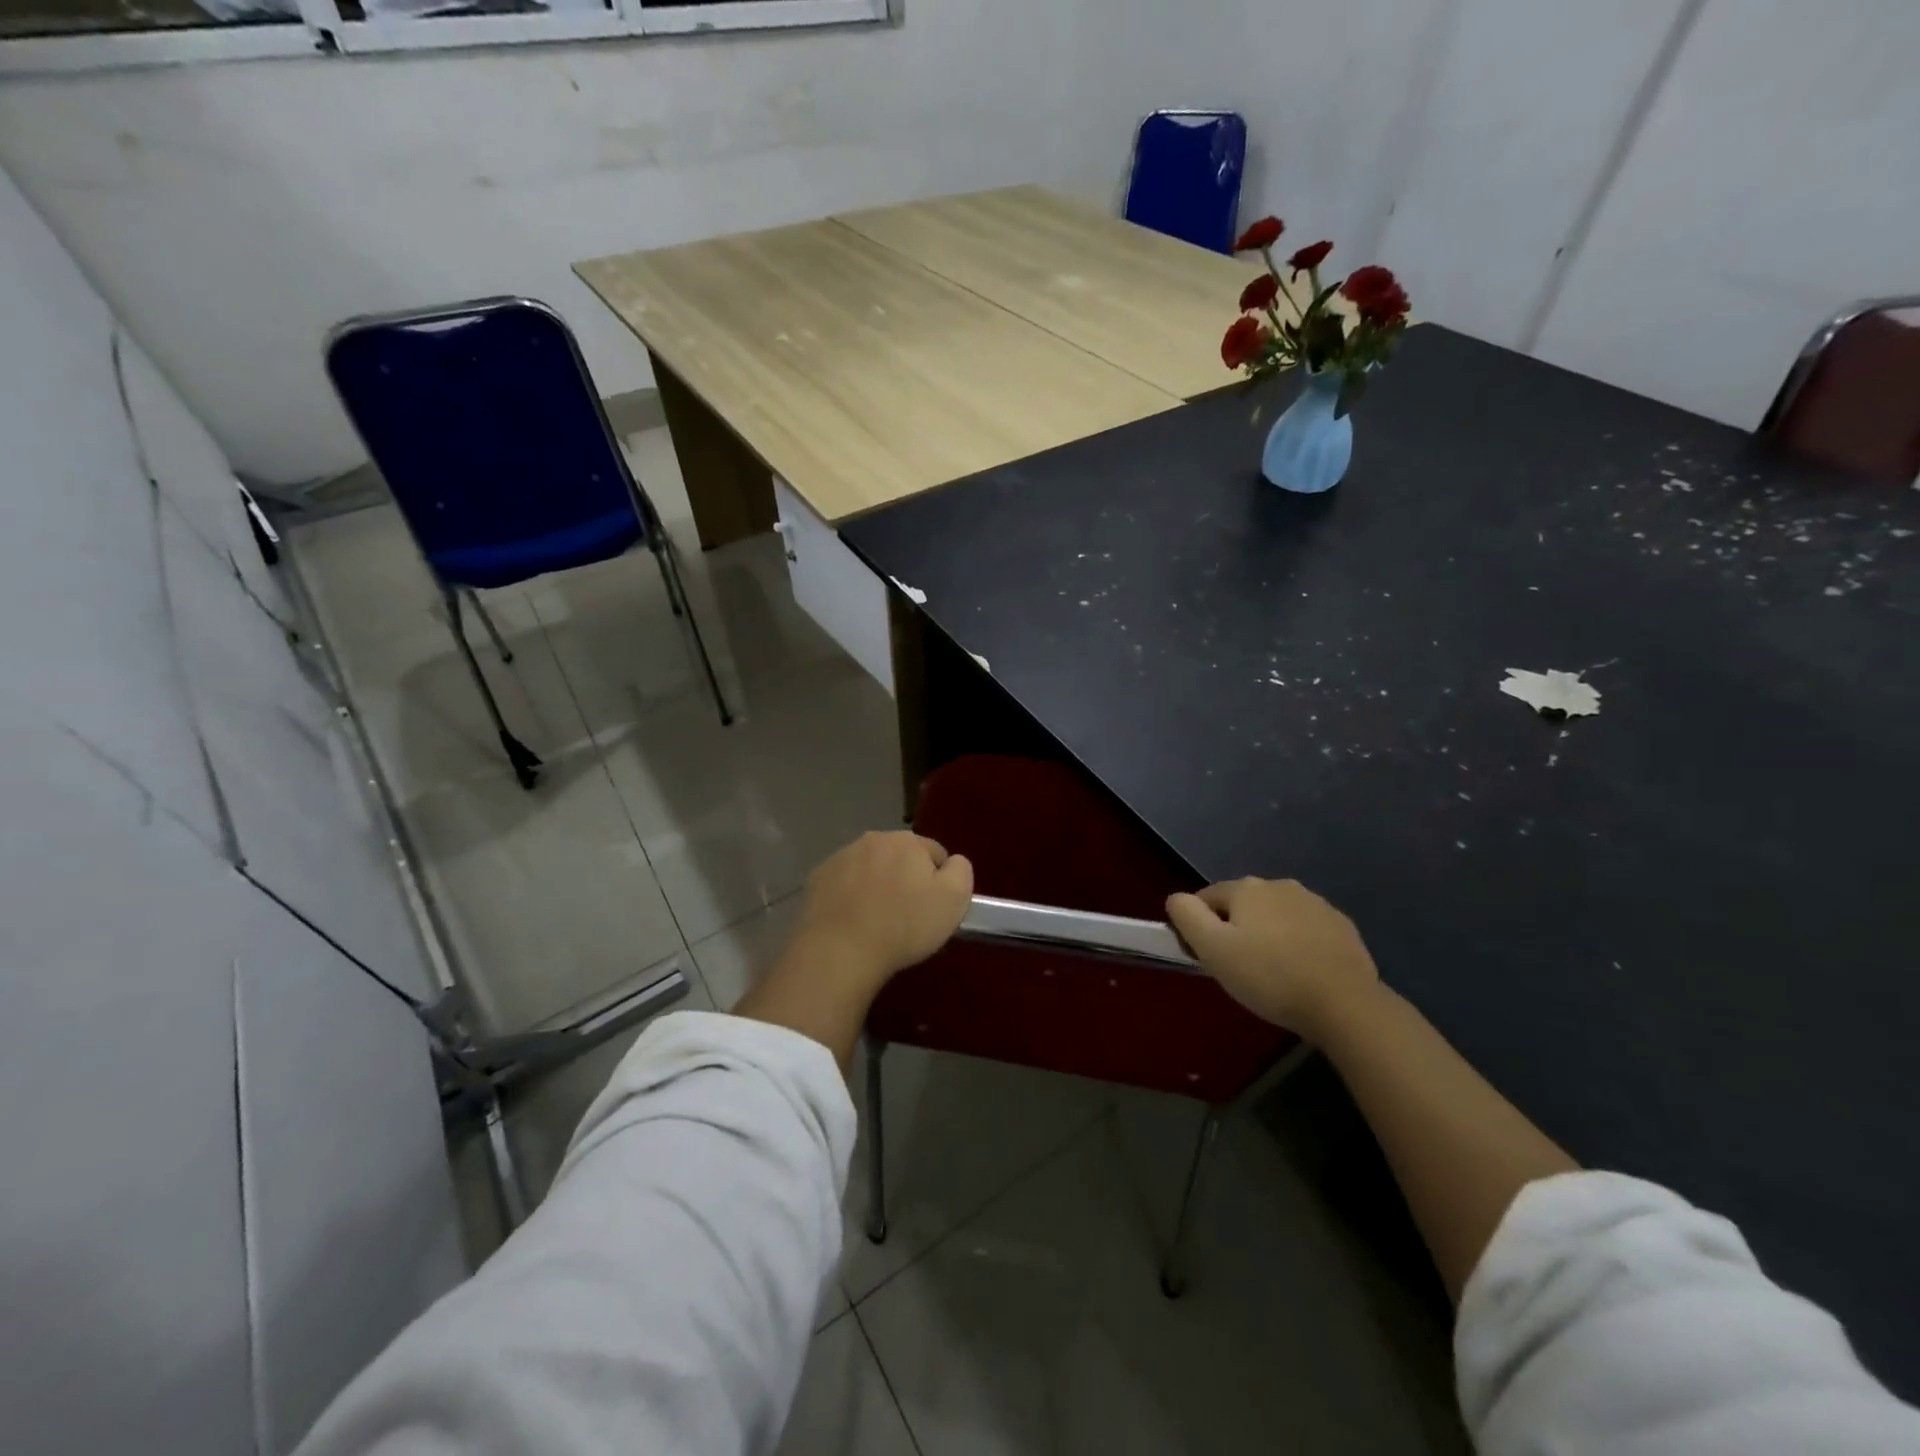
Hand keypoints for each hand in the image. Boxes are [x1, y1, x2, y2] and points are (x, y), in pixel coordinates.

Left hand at [788, 831, 973, 989]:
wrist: (840, 950)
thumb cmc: (904, 925)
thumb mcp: (954, 900)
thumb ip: (961, 872)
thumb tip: (952, 863)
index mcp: (907, 840)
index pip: (935, 853)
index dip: (940, 881)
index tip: (934, 909)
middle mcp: (872, 839)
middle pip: (899, 858)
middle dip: (905, 879)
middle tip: (907, 916)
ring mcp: (840, 857)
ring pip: (869, 869)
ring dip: (876, 886)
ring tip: (877, 923)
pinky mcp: (817, 879)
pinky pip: (843, 885)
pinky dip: (850, 897)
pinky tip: (853, 923)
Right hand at [1166, 878, 1379, 1040]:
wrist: (1345, 1004)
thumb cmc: (1269, 976)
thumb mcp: (1212, 949)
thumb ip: (1186, 916)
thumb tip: (1176, 899)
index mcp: (1246, 888)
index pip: (1207, 898)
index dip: (1200, 928)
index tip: (1207, 959)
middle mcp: (1280, 885)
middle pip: (1243, 905)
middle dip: (1236, 930)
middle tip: (1239, 969)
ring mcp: (1316, 903)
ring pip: (1276, 916)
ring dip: (1269, 936)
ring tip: (1273, 974)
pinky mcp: (1342, 926)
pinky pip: (1307, 930)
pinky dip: (1299, 945)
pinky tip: (1303, 973)